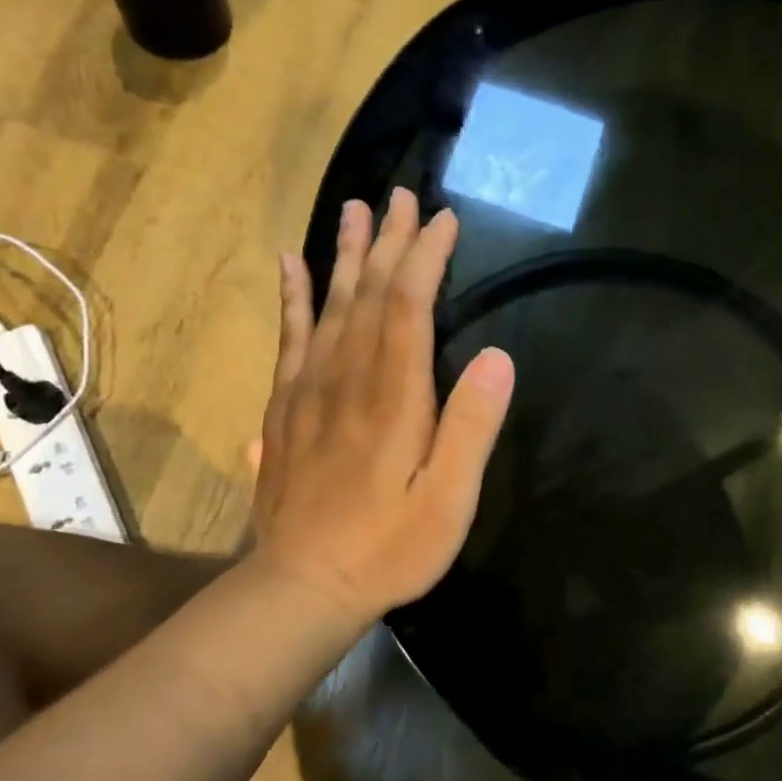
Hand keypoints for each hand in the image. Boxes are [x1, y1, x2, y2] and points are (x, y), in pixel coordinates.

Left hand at [248, 188, 513, 623]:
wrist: (303, 585)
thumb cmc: (389, 548)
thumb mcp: (449, 500)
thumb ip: (471, 427)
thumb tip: (497, 356)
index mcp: (393, 398)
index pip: (408, 306)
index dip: (425, 258)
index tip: (443, 219)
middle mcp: (346, 379)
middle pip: (366, 294)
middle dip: (387, 242)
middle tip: (400, 195)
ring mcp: (308, 391)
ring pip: (327, 306)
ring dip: (343, 255)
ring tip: (353, 209)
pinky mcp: (284, 410)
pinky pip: (288, 338)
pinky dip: (292, 297)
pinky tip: (291, 266)